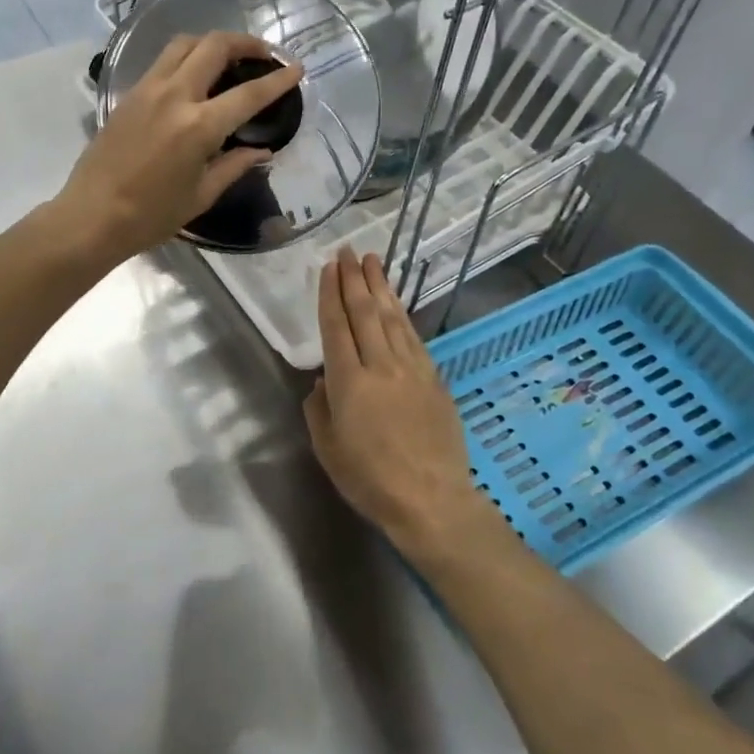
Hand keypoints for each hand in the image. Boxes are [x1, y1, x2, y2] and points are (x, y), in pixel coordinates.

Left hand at [55, 32, 303, 263]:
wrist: (91, 216)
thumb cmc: (150, 215)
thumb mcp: (201, 194)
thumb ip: (234, 165)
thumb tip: (262, 150)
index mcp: (198, 126)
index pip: (248, 93)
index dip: (277, 79)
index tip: (296, 68)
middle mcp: (174, 96)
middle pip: (214, 46)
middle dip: (245, 42)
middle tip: (263, 54)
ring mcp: (147, 90)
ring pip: (185, 43)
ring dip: (212, 42)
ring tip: (229, 57)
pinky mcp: (129, 94)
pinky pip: (164, 61)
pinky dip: (187, 57)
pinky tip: (195, 76)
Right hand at [305, 249, 489, 558]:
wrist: (433, 501)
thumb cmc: (370, 480)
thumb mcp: (328, 449)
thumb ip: (319, 409)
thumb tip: (325, 381)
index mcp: (348, 382)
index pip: (336, 327)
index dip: (331, 295)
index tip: (328, 268)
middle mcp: (380, 366)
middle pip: (365, 313)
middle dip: (354, 279)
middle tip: (348, 251)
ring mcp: (411, 370)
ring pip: (392, 318)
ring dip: (381, 287)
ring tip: (373, 261)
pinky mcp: (434, 379)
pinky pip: (414, 338)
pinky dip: (402, 315)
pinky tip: (397, 304)